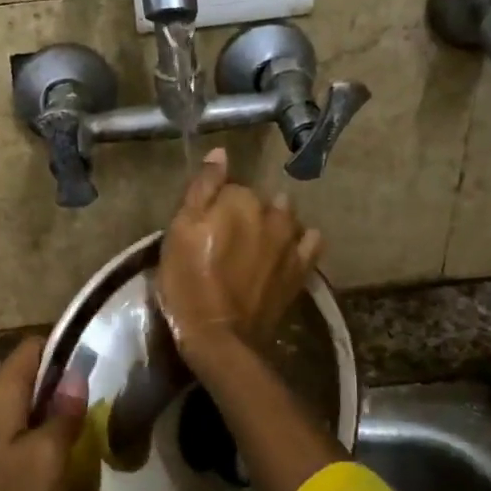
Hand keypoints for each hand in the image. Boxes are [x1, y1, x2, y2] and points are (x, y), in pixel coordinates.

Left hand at [0, 335, 85, 490]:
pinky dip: (33, 430)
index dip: (64, 350)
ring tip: (81, 429)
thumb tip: (75, 375)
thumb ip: (64, 412)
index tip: (97, 367)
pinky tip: (54, 455)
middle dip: (59, 383)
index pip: (32, 347)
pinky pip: (9, 425)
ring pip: (19, 401)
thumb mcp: (50, 458)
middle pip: (25, 372)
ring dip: (48, 410)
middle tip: (94, 404)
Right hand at [156, 147, 322, 363]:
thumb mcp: (179, 232)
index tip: (204, 223)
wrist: (220, 337)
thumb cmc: (189, 283)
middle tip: (226, 236)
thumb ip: (202, 189)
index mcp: (239, 200)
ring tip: (257, 242)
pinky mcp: (302, 269)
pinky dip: (301, 240)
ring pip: (287, 216)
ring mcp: (291, 241)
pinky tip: (286, 250)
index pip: (229, 186)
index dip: (215, 203)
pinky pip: (311, 242)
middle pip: (260, 200)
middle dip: (246, 210)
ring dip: (275, 221)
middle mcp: (272, 213)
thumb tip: (220, 153)